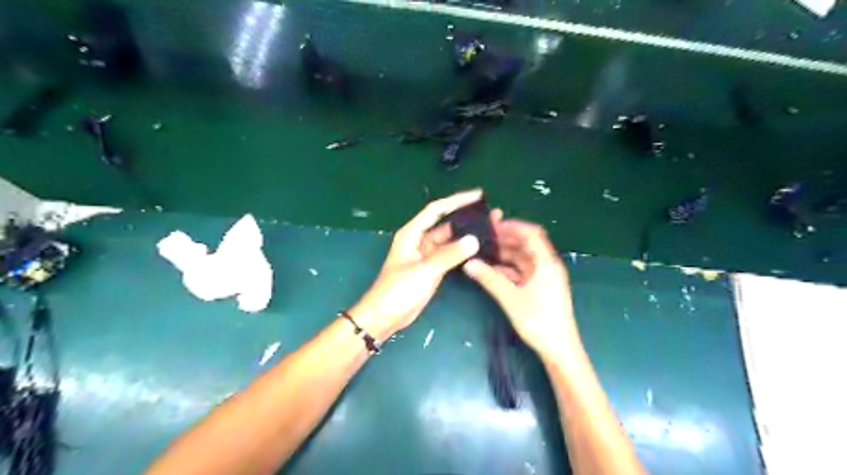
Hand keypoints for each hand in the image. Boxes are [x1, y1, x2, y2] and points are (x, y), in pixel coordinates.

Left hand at [352, 192, 482, 343]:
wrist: (385, 317)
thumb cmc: (398, 290)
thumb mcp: (425, 270)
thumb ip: (449, 255)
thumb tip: (474, 240)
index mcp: (412, 233)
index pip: (437, 210)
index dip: (457, 200)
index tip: (478, 195)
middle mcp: (419, 240)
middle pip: (446, 224)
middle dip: (467, 218)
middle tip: (491, 216)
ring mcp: (427, 255)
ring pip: (450, 240)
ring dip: (467, 236)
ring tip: (490, 231)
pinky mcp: (432, 269)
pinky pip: (450, 255)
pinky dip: (463, 252)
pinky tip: (479, 250)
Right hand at [462, 220, 582, 361]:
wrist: (559, 349)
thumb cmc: (539, 321)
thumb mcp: (511, 299)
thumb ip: (490, 279)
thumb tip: (468, 263)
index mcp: (546, 263)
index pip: (532, 234)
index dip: (513, 226)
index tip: (492, 224)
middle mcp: (547, 266)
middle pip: (526, 245)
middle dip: (506, 239)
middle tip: (483, 237)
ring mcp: (544, 277)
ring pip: (523, 259)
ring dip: (505, 254)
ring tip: (483, 251)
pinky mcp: (540, 288)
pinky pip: (522, 272)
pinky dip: (508, 269)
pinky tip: (491, 270)